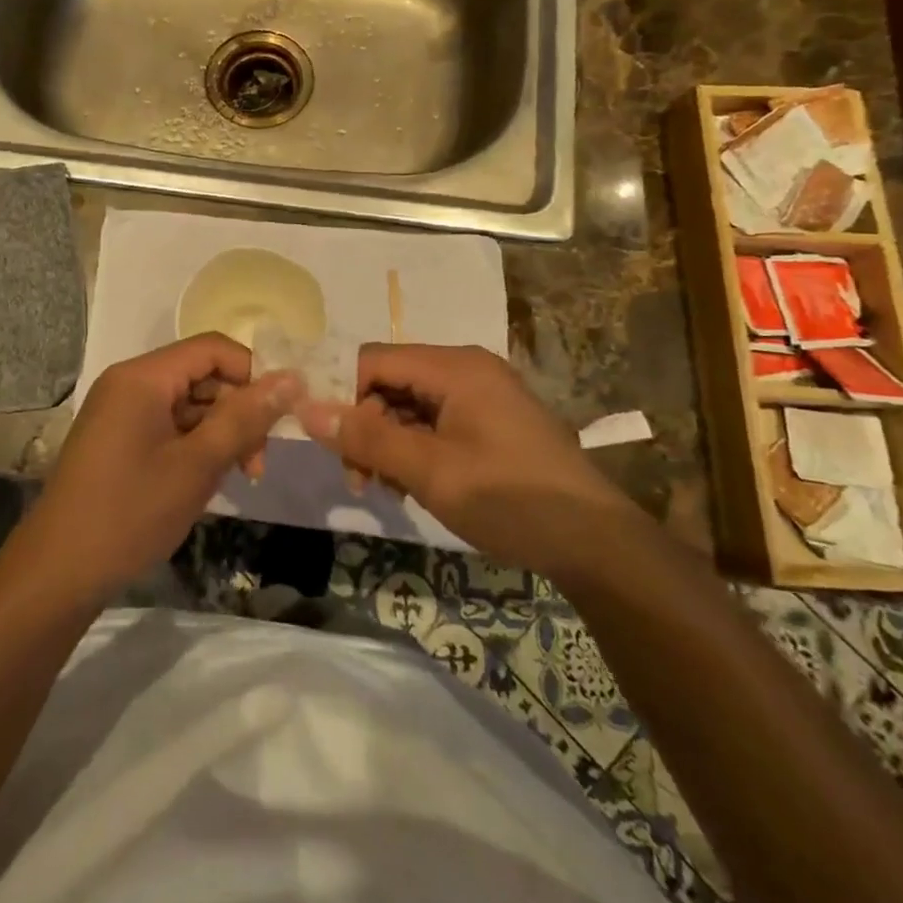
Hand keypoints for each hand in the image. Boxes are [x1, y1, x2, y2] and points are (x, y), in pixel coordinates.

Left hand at [17, 335, 299, 600]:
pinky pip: (169, 426)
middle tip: (257, 464)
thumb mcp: (198, 465)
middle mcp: (129, 383)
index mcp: (143, 377)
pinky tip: (207, 481)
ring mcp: (121, 411)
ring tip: (238, 478)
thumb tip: (292, 378)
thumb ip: (245, 418)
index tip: (279, 416)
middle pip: (202, 376)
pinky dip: (195, 447)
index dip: (252, 374)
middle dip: (238, 413)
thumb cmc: (131, 513)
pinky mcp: (118, 438)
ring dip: (220, 434)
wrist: (57, 574)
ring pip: (189, 404)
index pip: (213, 349)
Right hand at [297, 344, 632, 573]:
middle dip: (367, 427)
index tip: (332, 444)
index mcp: (454, 367)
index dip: (344, 395)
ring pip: (411, 406)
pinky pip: (437, 422)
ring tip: (388, 490)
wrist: (595, 542)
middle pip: (392, 382)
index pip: (374, 360)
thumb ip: (367, 438)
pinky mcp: (492, 421)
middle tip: (361, 479)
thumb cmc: (509, 498)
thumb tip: (306, 409)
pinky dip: (417, 449)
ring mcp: (482, 395)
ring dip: (390, 444)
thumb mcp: (429, 471)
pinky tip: (414, 486)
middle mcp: (467, 369)